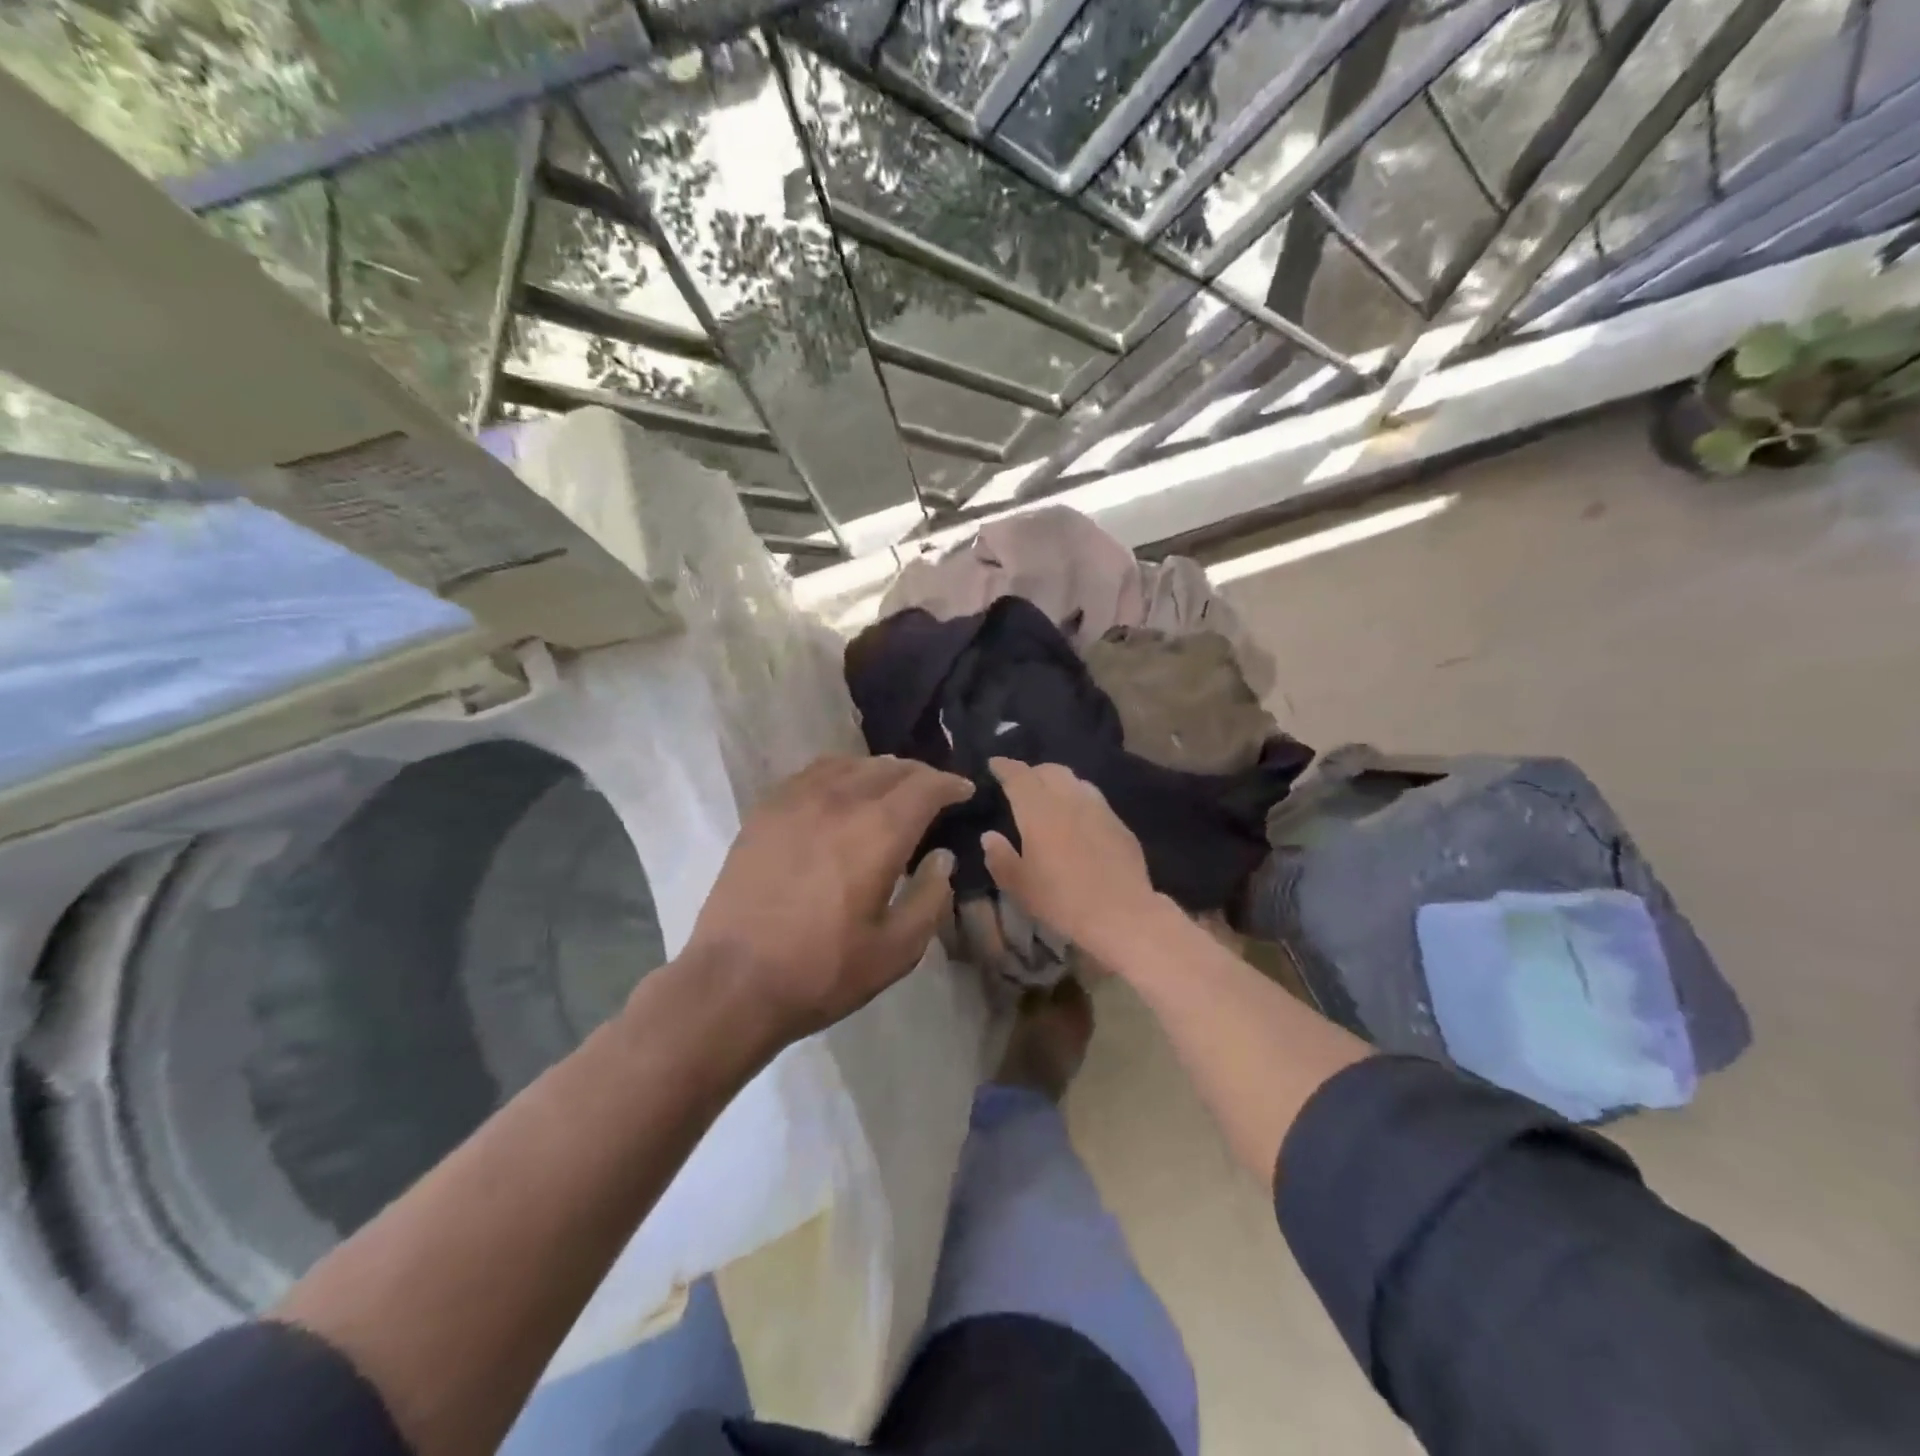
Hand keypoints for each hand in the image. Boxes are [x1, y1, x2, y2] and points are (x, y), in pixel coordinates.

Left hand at [680, 755, 972, 1047]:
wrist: (733, 982)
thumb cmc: (822, 971)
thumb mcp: (897, 950)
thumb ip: (931, 898)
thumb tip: (941, 858)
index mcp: (878, 832)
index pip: (926, 786)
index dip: (951, 785)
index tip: (964, 792)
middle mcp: (839, 801)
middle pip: (890, 768)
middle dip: (919, 775)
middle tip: (933, 793)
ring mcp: (796, 801)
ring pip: (849, 764)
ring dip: (880, 771)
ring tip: (890, 789)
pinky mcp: (765, 811)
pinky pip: (812, 774)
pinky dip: (839, 774)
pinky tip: (840, 793)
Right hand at [981, 758, 1163, 959]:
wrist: (1122, 914)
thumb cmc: (1062, 901)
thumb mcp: (1019, 886)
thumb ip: (1000, 857)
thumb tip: (990, 836)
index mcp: (1039, 811)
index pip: (1018, 776)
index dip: (1004, 767)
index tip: (994, 764)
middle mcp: (1070, 800)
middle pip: (1050, 770)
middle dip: (1032, 772)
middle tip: (1022, 783)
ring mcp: (1099, 809)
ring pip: (1076, 781)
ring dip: (1059, 783)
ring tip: (1051, 798)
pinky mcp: (1120, 824)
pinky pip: (1095, 801)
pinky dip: (1079, 801)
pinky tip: (1079, 821)